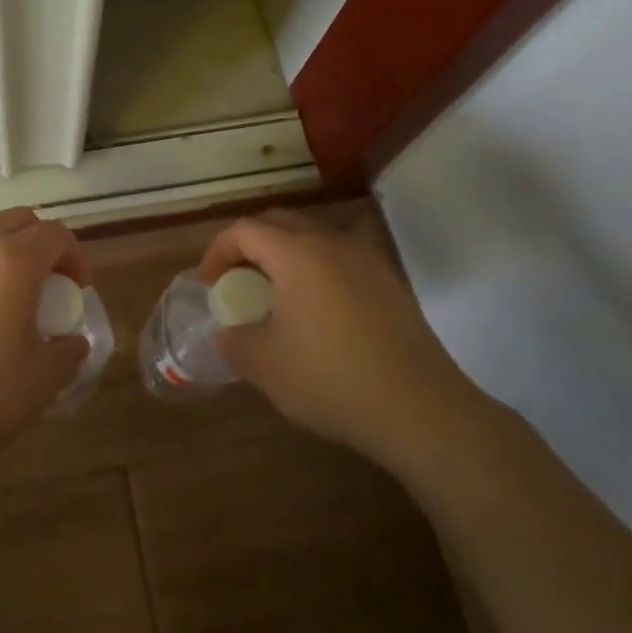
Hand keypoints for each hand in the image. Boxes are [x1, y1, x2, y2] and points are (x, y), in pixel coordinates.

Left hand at [0, 207, 90, 467]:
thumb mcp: (39, 382)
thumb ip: (67, 354)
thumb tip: (72, 342)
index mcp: (13, 261)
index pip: (57, 234)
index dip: (76, 258)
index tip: (77, 292)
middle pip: (20, 221)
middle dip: (42, 246)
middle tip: (48, 289)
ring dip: (6, 256)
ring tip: (7, 303)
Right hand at [197, 209, 488, 472]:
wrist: (421, 410)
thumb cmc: (332, 379)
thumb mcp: (266, 365)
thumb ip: (234, 341)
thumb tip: (226, 332)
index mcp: (297, 253)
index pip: (245, 230)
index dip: (218, 251)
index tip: (210, 284)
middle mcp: (332, 243)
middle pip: (279, 223)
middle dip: (249, 245)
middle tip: (236, 280)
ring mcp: (367, 259)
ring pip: (313, 237)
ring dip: (284, 255)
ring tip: (273, 294)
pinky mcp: (389, 282)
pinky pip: (339, 258)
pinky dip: (315, 270)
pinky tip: (315, 311)